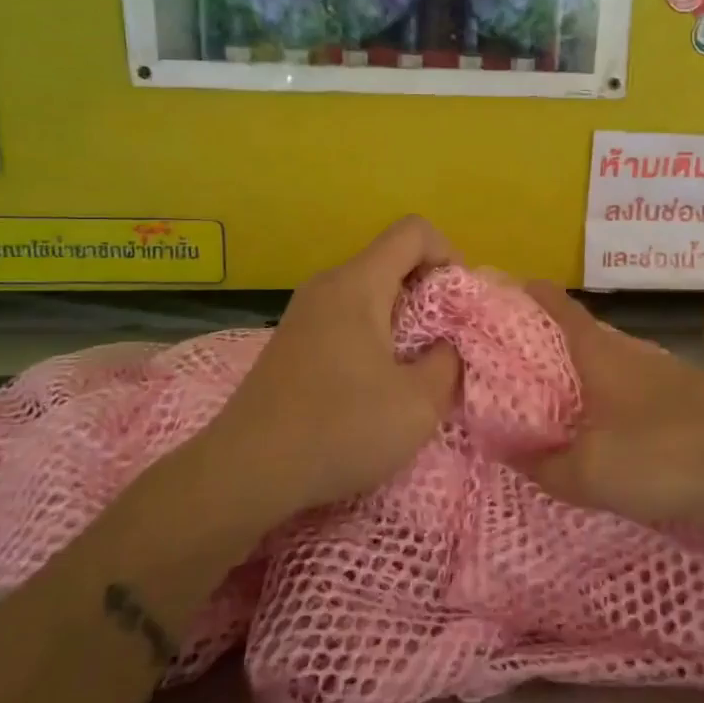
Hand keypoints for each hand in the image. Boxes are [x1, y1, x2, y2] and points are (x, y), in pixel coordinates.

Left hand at [207, 217, 461, 513]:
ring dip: (403, 317)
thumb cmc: (339, 428)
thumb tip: (445, 347)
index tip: (458, 305)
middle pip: (391, 259)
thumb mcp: (418, 403)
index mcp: (358, 284)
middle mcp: (327, 285)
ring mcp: (304, 312)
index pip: (413, 231)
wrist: (245, 471)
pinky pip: (346, 316)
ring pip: (369, 290)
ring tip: (415, 366)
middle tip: (445, 342)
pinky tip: (376, 383)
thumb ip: (447, 363)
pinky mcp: (293, 341)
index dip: (448, 254)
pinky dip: (374, 334)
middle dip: (430, 291)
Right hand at [520, 283, 703, 522]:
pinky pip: (633, 387)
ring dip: (580, 373)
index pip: (556, 305)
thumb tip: (508, 452)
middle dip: (545, 341)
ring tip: (552, 400)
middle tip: (510, 362)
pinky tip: (608, 429)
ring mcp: (663, 371)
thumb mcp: (592, 473)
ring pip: (608, 361)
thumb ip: (546, 467)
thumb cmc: (667, 453)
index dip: (527, 294)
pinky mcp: (688, 397)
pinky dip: (610, 397)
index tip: (499, 291)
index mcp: (598, 352)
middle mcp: (629, 350)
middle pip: (579, 333)